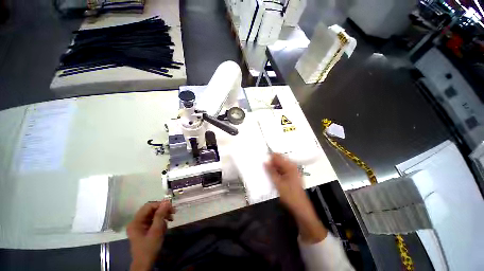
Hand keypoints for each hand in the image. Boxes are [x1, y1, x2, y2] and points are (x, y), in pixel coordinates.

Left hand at [127, 201, 175, 270]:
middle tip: (173, 213)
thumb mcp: (156, 230)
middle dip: (163, 210)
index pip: (149, 206)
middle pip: (151, 210)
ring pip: (153, 214)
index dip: (160, 205)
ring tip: (170, 220)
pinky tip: (165, 226)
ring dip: (163, 216)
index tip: (171, 207)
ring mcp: (139, 225)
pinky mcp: (143, 229)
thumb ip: (160, 215)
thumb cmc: (150, 247)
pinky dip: (160, 221)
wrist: (145, 263)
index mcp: (136, 221)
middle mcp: (136, 221)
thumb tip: (167, 202)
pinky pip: (153, 220)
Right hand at [264, 153, 307, 211]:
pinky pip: (282, 170)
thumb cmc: (290, 195)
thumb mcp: (278, 183)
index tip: (263, 162)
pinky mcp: (291, 176)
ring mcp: (292, 171)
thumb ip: (270, 171)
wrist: (300, 207)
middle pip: (279, 160)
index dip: (270, 158)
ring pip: (280, 166)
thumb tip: (265, 162)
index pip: (277, 156)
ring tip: (268, 174)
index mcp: (290, 166)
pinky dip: (277, 172)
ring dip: (273, 168)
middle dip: (271, 164)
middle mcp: (292, 166)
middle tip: (264, 169)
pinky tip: (273, 178)